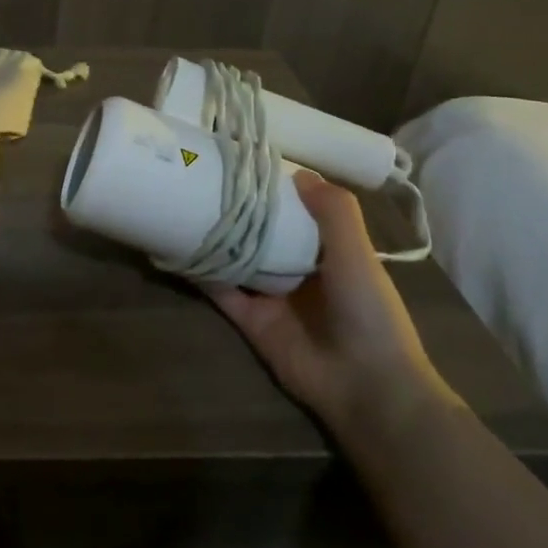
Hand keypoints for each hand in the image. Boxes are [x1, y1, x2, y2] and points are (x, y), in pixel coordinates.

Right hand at [201, 170, 456, 444]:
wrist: (366, 386)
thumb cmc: (369, 314)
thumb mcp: (358, 256)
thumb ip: (335, 214)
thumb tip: (298, 173)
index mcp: (328, 252)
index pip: (296, 211)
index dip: (274, 188)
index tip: (245, 162)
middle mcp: (297, 270)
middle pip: (260, 233)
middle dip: (238, 211)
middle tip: (203, 178)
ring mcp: (270, 296)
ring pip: (235, 258)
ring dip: (215, 237)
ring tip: (182, 204)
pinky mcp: (248, 320)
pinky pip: (220, 290)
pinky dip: (201, 272)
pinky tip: (178, 248)